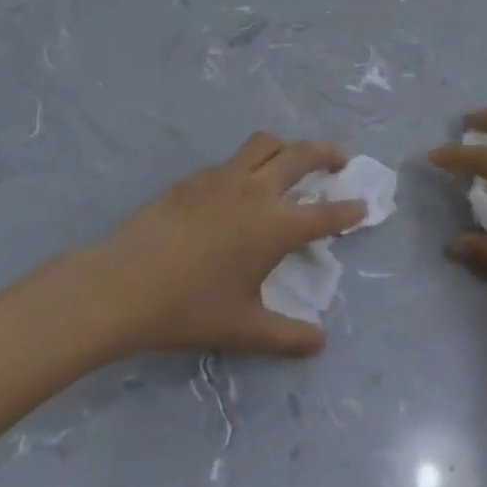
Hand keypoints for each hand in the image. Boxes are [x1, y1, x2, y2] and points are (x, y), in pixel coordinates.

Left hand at [74, 133, 364, 357]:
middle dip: (327, 153)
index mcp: (275, 226)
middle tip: (339, 160)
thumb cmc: (189, 309)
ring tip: (291, 159)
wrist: (123, 284)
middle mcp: (257, 191)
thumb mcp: (243, 329)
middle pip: (302, 155)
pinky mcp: (195, 177)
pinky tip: (239, 186)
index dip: (348, 210)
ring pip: (266, 143)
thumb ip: (287, 336)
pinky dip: (249, 164)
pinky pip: (233, 160)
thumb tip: (320, 342)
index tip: (363, 205)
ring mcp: (224, 177)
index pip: (325, 214)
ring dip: (287, 146)